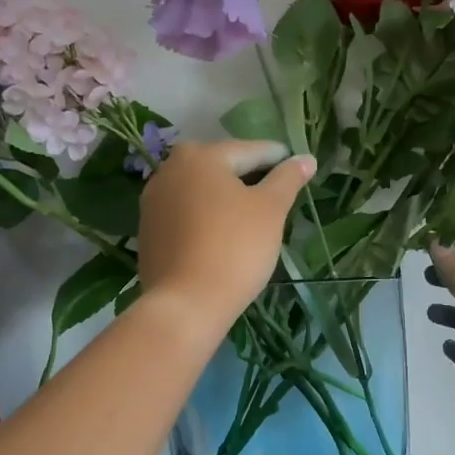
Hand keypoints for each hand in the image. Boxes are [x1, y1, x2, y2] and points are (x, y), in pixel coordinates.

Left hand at [137, 140, 314, 333]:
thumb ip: (288, 179)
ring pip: (201, 191)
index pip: (250, 151)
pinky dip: (206, 217)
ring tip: (252, 215)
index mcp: (200, 156)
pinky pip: (186, 214)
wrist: (186, 303)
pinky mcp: (148, 230)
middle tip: (276, 193)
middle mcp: (170, 169)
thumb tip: (306, 159)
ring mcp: (153, 201)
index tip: (297, 168)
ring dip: (225, 198)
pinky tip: (223, 235)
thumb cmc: (235, 247)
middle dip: (249, 177)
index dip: (278, 159)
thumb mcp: (271, 209)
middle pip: (221, 167)